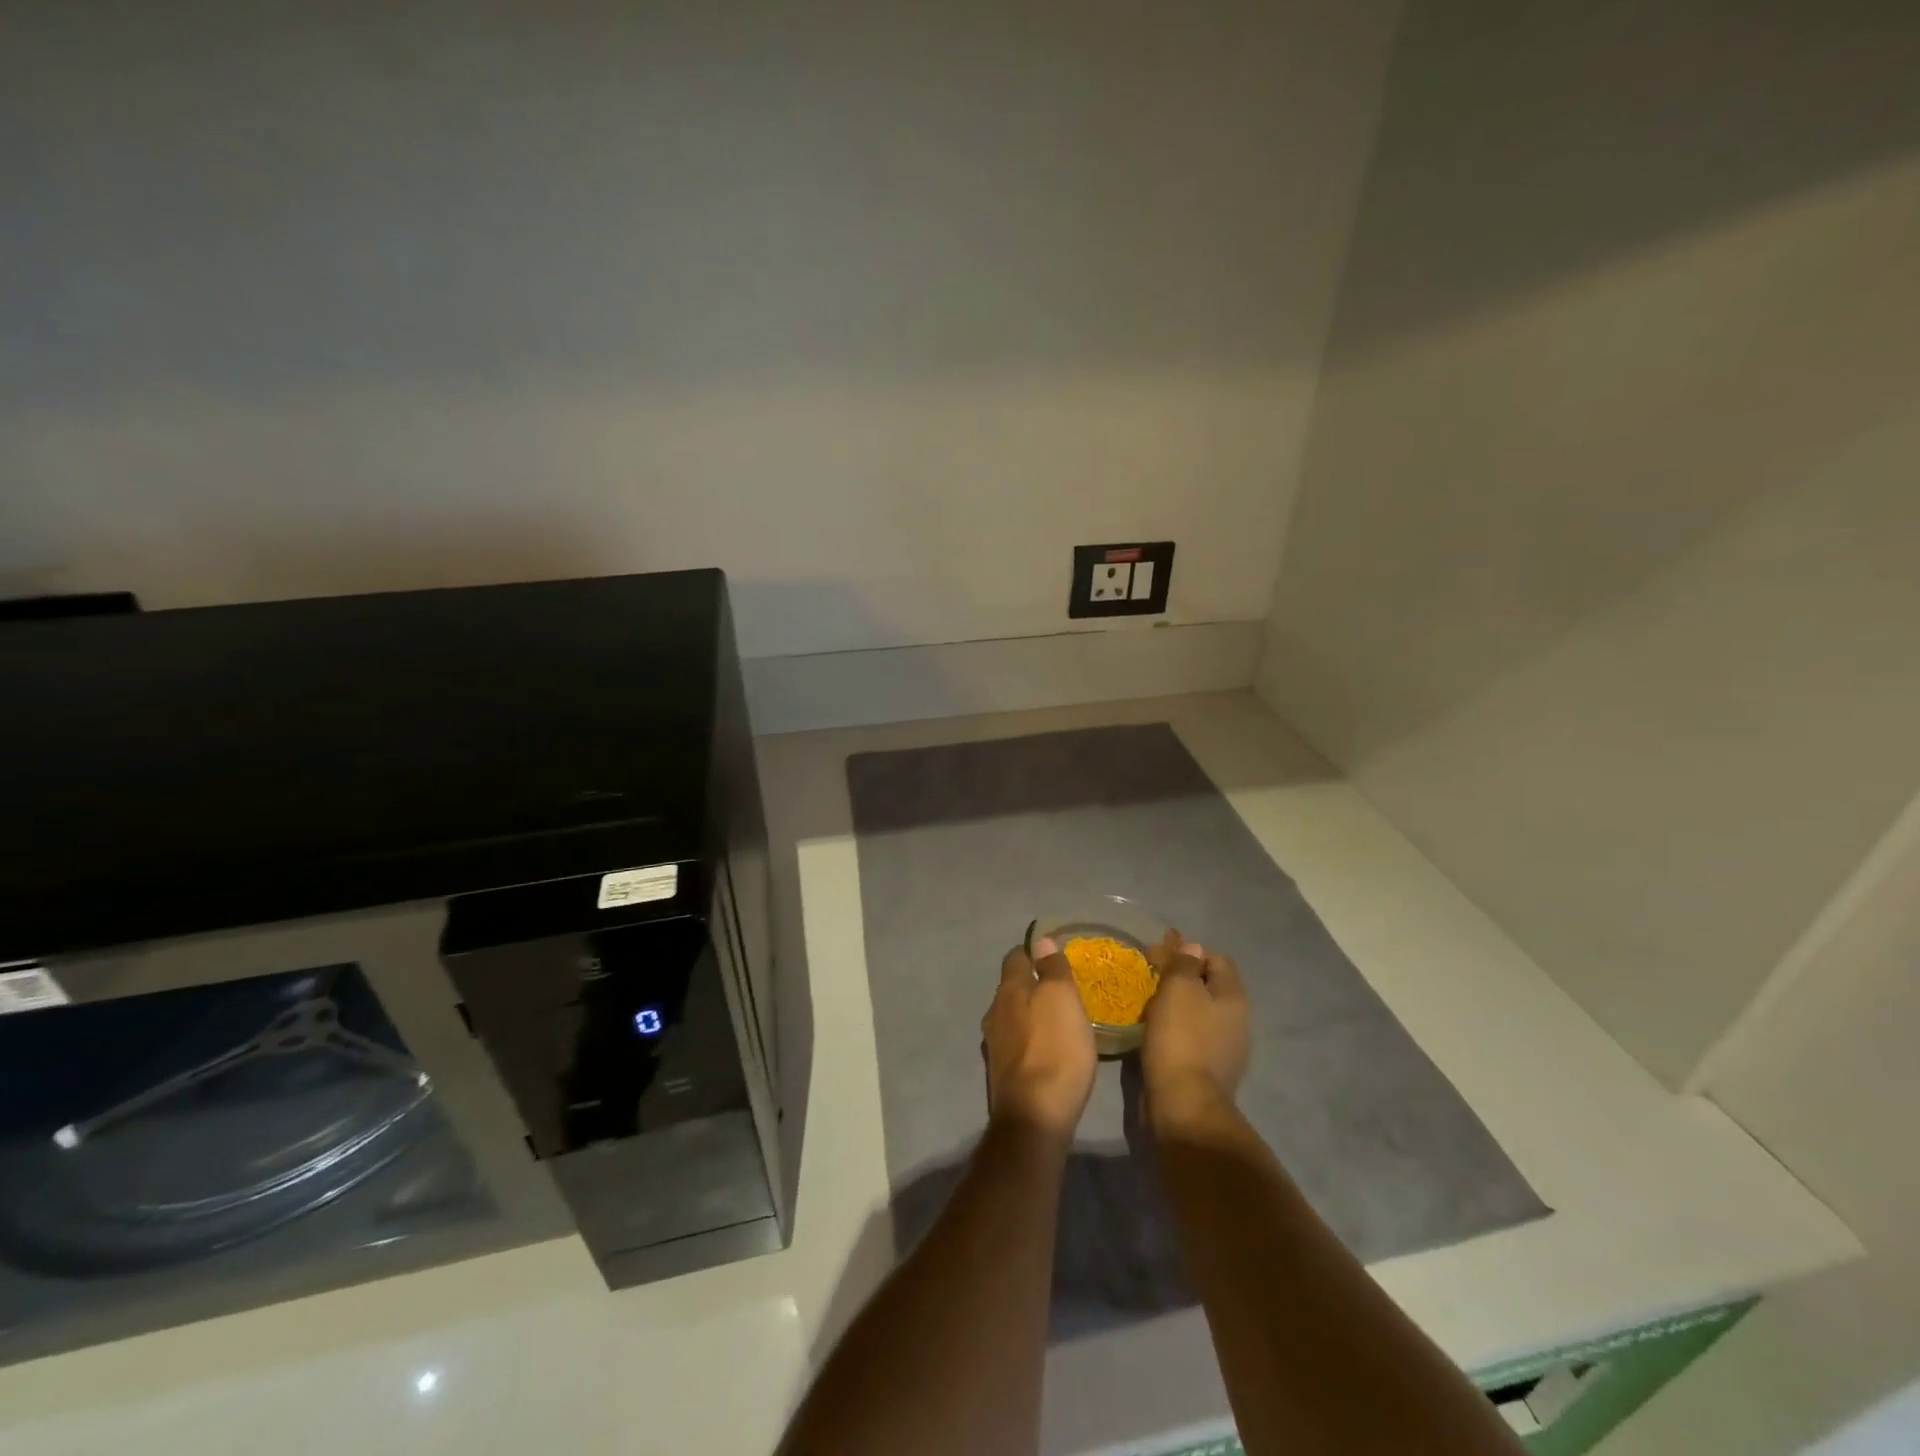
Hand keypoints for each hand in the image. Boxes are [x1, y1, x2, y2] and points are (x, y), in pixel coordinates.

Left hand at [982, 937, 1097, 1143]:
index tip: (1052, 956)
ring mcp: (994, 1044)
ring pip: (1012, 1016)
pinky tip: (1047, 1050)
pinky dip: (1030, 1040)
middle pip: (1012, 987)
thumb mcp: (1062, 999)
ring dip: (1030, 1014)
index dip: (1033, 952)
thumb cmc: (1054, 1049)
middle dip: (1032, 984)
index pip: (1016, 957)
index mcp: (1009, 990)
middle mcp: (994, 1012)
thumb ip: (1052, 968)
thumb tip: (1040, 940)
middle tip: (1061, 990)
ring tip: (1057, 1020)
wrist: (1033, 1118)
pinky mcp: (1001, 1072)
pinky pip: (1016, 1043)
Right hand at [1141, 931, 1249, 1125]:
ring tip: (1148, 1002)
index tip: (1156, 955)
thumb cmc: (1181, 1038)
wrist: (1183, 1104)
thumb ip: (1185, 962)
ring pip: (1200, 1011)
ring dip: (1177, 1002)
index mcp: (1233, 997)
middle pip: (1208, 984)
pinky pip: (1193, 1035)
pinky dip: (1176, 1026)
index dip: (1187, 951)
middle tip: (1150, 976)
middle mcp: (1237, 1020)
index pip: (1215, 958)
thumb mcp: (1179, 989)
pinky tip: (1156, 1030)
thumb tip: (1192, 946)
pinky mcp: (1209, 1069)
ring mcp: (1226, 1048)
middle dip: (1180, 976)